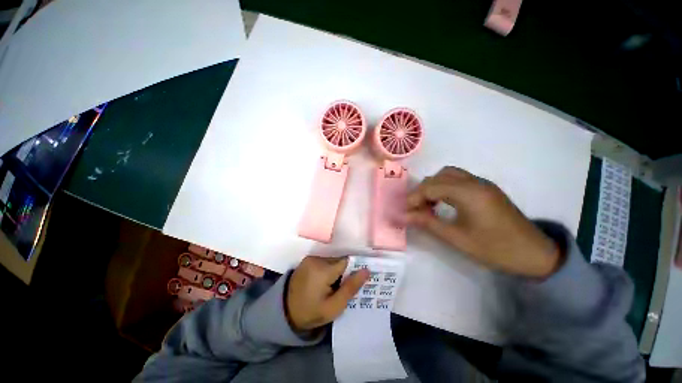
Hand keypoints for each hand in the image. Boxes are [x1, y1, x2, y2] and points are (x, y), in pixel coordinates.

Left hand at [286, 256, 369, 330]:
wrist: (285, 311)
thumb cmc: (311, 312)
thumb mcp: (334, 307)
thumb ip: (350, 288)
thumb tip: (366, 270)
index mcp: (323, 270)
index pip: (347, 262)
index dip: (354, 269)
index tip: (358, 279)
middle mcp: (317, 259)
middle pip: (339, 260)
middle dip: (345, 271)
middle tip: (345, 286)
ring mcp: (311, 258)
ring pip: (333, 260)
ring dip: (336, 270)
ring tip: (335, 285)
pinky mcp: (307, 259)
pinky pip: (325, 260)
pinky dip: (329, 268)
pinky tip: (326, 281)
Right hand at [406, 166, 560, 277]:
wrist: (535, 254)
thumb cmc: (495, 248)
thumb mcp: (457, 238)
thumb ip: (428, 223)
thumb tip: (404, 216)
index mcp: (469, 193)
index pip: (431, 187)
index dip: (414, 198)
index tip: (405, 211)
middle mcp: (475, 182)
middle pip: (439, 176)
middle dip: (422, 190)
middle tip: (415, 208)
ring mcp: (482, 184)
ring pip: (449, 174)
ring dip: (434, 186)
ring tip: (428, 204)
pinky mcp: (486, 189)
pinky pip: (459, 179)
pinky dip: (445, 187)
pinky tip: (443, 202)